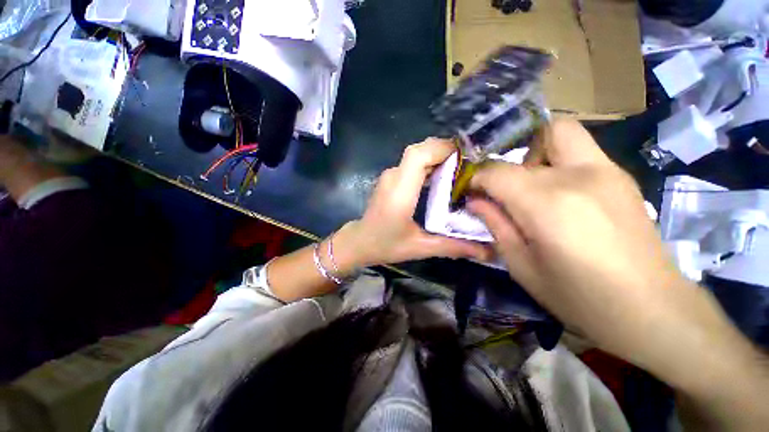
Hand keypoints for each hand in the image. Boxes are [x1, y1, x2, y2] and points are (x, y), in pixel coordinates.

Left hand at [333, 138, 491, 271]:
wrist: (360, 241)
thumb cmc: (386, 245)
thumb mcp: (420, 247)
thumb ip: (452, 246)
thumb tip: (486, 251)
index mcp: (400, 192)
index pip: (418, 156)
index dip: (441, 149)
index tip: (466, 157)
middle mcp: (393, 177)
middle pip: (418, 150)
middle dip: (444, 151)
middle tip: (467, 165)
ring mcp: (390, 176)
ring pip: (415, 154)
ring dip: (437, 156)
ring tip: (459, 169)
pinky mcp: (390, 179)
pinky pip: (411, 163)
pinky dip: (428, 164)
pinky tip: (441, 177)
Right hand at [467, 120, 680, 341]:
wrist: (654, 311)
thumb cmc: (580, 298)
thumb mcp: (522, 266)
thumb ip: (496, 226)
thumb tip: (475, 201)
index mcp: (547, 204)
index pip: (496, 172)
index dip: (477, 179)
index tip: (472, 193)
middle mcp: (577, 175)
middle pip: (528, 144)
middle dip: (506, 166)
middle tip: (503, 191)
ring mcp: (606, 170)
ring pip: (559, 133)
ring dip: (535, 153)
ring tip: (532, 187)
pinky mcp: (621, 176)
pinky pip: (579, 150)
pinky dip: (558, 160)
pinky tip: (560, 194)